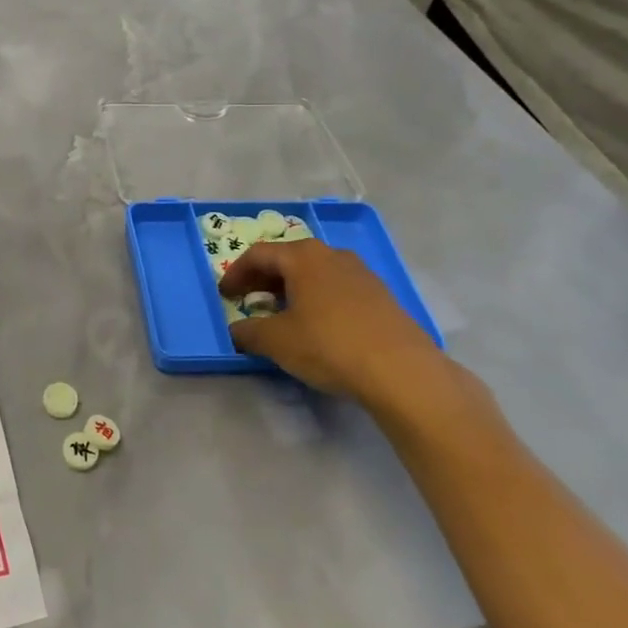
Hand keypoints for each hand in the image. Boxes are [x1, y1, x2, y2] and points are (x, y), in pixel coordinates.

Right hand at [217, 239, 448, 407]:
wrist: (402, 372)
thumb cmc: (329, 345)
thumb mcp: (277, 341)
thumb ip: (248, 332)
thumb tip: (236, 330)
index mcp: (303, 256)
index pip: (258, 255)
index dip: (236, 273)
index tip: (224, 294)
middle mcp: (332, 255)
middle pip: (288, 259)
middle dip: (264, 279)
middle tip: (248, 300)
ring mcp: (361, 274)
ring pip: (315, 273)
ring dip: (292, 289)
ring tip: (281, 313)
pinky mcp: (381, 296)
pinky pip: (337, 288)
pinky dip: (317, 299)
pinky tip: (317, 325)